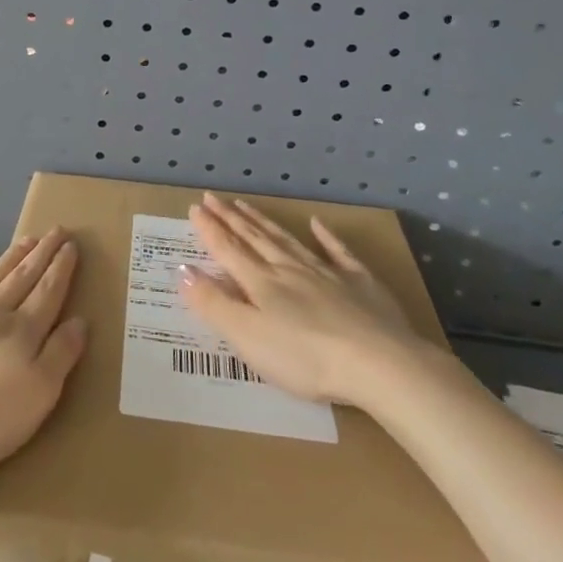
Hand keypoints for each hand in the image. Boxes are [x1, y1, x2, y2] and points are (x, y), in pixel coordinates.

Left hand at [0, 228, 87, 473]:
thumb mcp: (38, 395)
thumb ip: (60, 355)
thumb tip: (79, 321)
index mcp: (22, 331)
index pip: (48, 292)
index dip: (61, 268)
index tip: (71, 245)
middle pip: (22, 277)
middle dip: (41, 254)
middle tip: (55, 230)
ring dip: (9, 258)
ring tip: (25, 240)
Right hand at [184, 194, 429, 404]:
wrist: (379, 364)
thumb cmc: (305, 358)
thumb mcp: (248, 337)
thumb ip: (214, 304)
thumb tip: (182, 271)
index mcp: (261, 284)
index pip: (228, 250)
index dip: (209, 229)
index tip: (195, 207)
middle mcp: (290, 270)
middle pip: (255, 239)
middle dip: (230, 218)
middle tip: (212, 197)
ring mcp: (327, 274)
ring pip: (288, 241)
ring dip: (264, 222)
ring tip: (246, 205)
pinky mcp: (361, 284)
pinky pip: (338, 253)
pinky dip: (326, 237)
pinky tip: (318, 224)